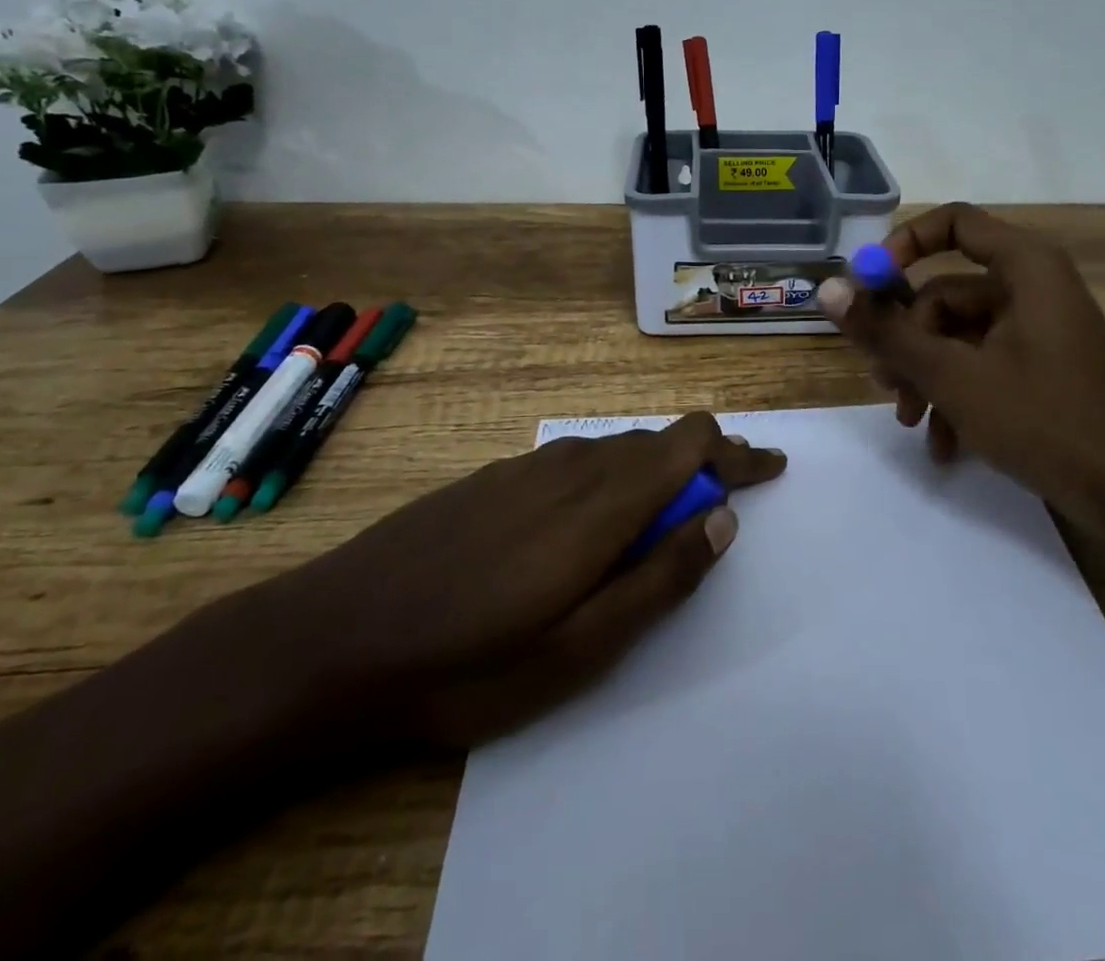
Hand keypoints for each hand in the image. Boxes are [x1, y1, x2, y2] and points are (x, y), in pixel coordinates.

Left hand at [281, 412, 784, 749]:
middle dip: (705, 464)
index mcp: (600, 502)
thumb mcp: (578, 649)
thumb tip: (722, 518)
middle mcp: (571, 464)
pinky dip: (612, 476)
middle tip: (727, 502)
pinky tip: (594, 516)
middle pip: (658, 441)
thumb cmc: (465, 663)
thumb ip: (659, 578)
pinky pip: (576, 459)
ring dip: (657, 470)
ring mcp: (527, 467)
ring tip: (671, 511)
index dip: (737, 452)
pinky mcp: (495, 477)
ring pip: (617, 448)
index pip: (690, 444)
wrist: (333, 637)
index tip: (771, 468)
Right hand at [818, 203, 1104, 507]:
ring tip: (913, 422)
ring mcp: (1040, 331)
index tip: (866, 287)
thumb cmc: (1048, 421)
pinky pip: (984, 365)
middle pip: (945, 291)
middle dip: (908, 341)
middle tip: (885, 384)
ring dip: (928, 377)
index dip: (902, 245)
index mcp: (1024, 267)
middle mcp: (1033, 288)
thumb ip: (887, 332)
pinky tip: (944, 445)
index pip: (952, 222)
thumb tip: (827, 290)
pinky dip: (958, 397)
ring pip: (959, 336)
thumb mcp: (954, 376)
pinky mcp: (1044, 369)